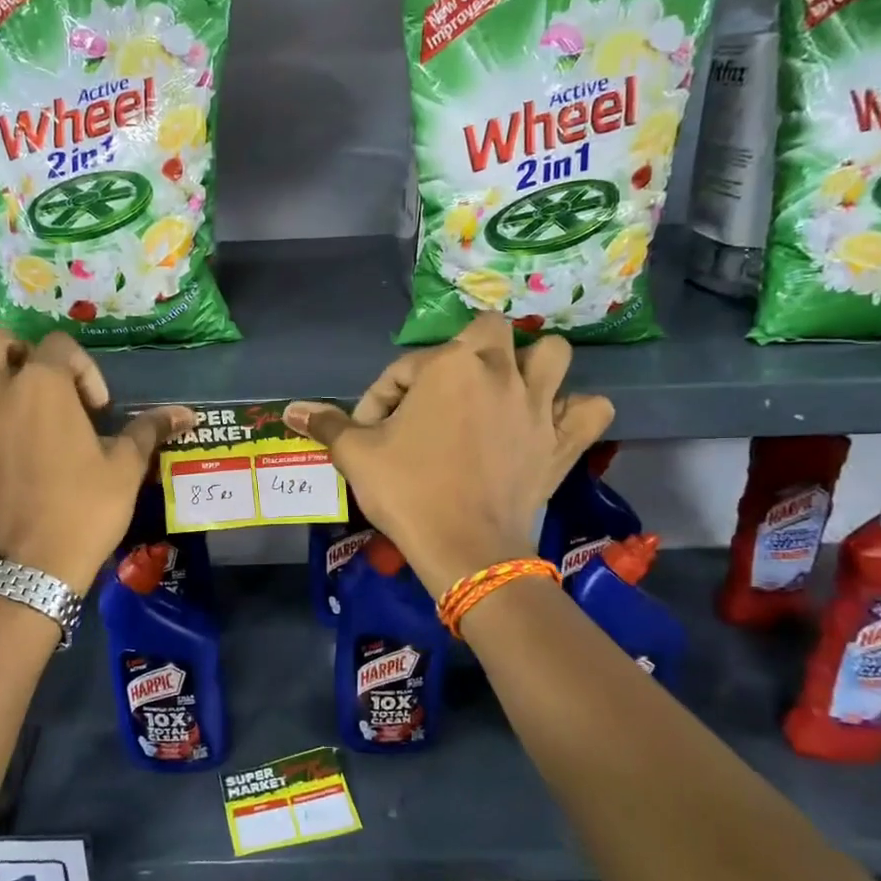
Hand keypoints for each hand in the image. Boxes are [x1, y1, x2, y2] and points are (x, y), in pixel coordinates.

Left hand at [0, 327, 190, 592]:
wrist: (31, 571)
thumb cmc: (83, 513)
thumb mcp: (125, 470)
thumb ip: (150, 431)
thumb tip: (189, 414)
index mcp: (42, 387)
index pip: (60, 346)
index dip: (82, 369)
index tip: (93, 408)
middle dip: (10, 351)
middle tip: (26, 384)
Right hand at [286, 314, 611, 598]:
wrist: (466, 549)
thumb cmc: (408, 492)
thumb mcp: (357, 455)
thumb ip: (326, 424)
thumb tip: (289, 410)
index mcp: (449, 365)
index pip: (405, 366)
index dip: (381, 396)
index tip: (370, 431)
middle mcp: (500, 371)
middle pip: (491, 330)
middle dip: (465, 351)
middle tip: (442, 391)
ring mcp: (539, 404)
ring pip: (553, 355)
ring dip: (532, 365)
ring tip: (505, 392)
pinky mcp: (564, 441)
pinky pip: (591, 410)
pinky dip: (576, 411)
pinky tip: (552, 424)